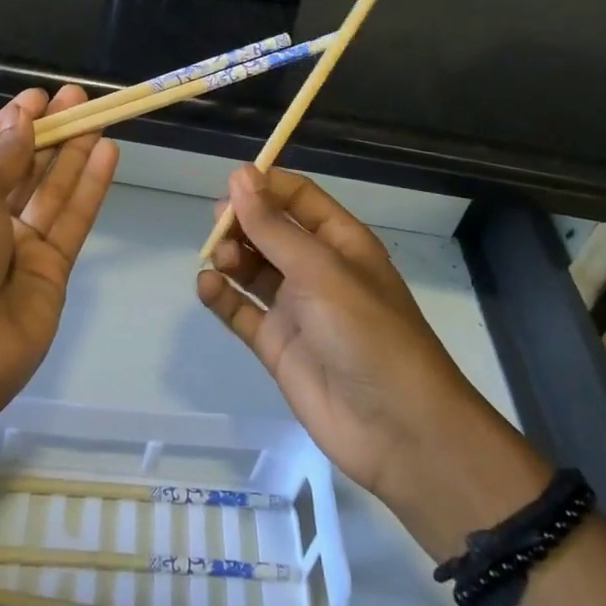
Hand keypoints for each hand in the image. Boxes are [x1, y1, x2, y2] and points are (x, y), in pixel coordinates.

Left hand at [0, 86, 117, 424]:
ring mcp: (24, 247)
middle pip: (28, 168)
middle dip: (52, 132)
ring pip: (56, 190)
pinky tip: (108, 154)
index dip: (16, 123)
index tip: (40, 96)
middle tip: (79, 98)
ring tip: (100, 116)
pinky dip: (91, 187)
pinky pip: (75, 220)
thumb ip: (4, 159)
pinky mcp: (55, 270)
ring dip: (77, 153)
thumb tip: (21, 121)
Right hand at [198, 166, 548, 557]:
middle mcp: (317, 269)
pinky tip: (208, 287)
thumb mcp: (320, 270)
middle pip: (271, 230)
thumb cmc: (366, 332)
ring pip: (253, 268)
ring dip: (232, 257)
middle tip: (217, 226)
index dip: (265, 186)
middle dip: (242, 222)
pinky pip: (243, 311)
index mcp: (340, 241)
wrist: (397, 429)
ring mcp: (296, 308)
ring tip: (220, 261)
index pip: (298, 198)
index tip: (230, 184)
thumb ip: (274, 226)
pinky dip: (223, 296)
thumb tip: (240, 176)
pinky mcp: (277, 345)